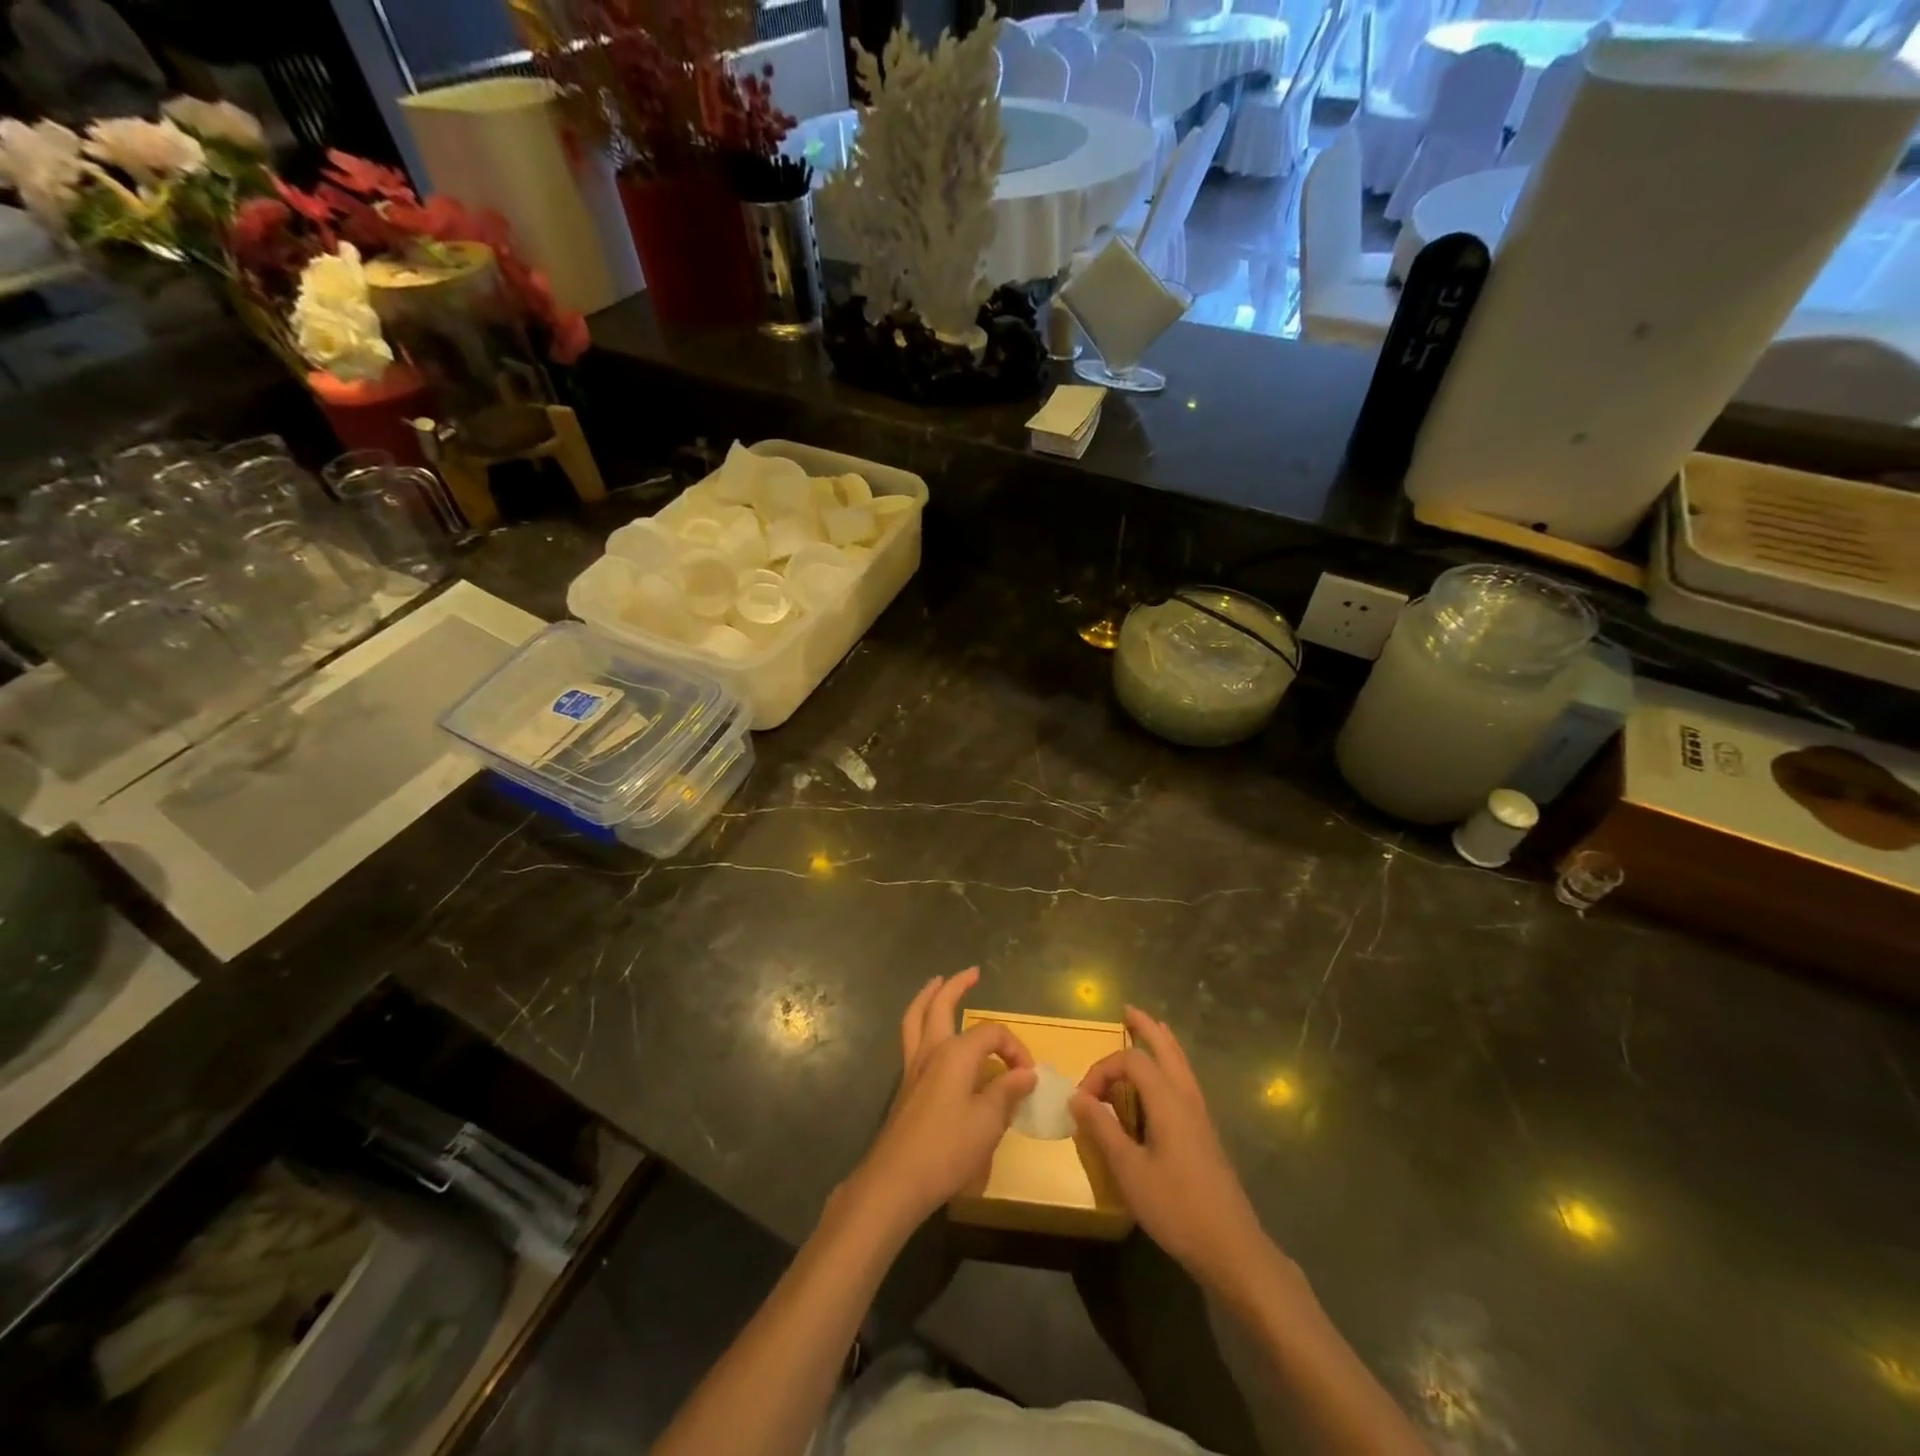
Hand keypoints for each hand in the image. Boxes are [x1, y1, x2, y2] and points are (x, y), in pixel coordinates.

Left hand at [846, 968, 1036, 1234]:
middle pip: (940, 1005)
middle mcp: (931, 1050)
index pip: (992, 1034)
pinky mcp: (905, 1087)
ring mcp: (913, 1067)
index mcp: (955, 1053)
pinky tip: (929, 1035)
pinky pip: (911, 1039)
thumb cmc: (947, 1149)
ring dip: (928, 997)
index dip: (1015, 1048)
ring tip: (937, 983)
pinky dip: (920, 1024)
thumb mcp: (988, 1122)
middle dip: (956, 985)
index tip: (1028, 1076)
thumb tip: (1026, 1073)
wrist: (896, 1180)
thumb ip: (1007, 1092)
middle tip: (972, 973)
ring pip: (916, 1018)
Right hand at [1072, 1007, 1276, 1295]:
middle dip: (1145, 1028)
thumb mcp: (1129, 1170)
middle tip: (1127, 1010)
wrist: (1232, 1247)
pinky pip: (1184, 1082)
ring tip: (1149, 1029)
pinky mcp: (1205, 1134)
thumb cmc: (1176, 1207)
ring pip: (1180, 1064)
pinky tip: (1164, 1080)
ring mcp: (1200, 1115)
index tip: (1083, 1099)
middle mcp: (1186, 1098)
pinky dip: (1171, 1066)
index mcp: (1168, 1100)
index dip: (1102, 1070)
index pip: (1131, 1062)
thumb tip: (1077, 1097)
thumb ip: (1102, 1129)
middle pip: (1166, 1048)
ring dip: (1161, 1043)